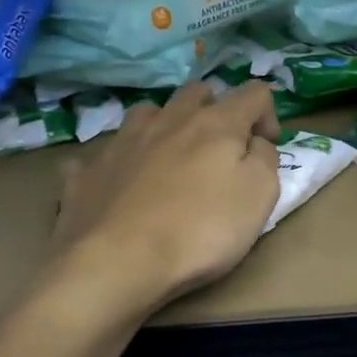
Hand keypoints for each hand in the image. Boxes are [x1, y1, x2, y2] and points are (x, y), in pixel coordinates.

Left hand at [43, 80, 280, 316]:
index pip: (254, 93)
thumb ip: (265, 159)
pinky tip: (120, 184)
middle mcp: (169, 119)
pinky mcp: (88, 170)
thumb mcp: (260, 195)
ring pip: (148, 112)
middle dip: (216, 109)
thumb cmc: (200, 230)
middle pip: (198, 91)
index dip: (268, 114)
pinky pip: (105, 152)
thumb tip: (256, 142)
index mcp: (216, 123)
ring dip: (166, 125)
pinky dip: (119, 162)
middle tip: (221, 148)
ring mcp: (123, 141)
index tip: (266, 148)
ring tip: (171, 157)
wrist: (115, 264)